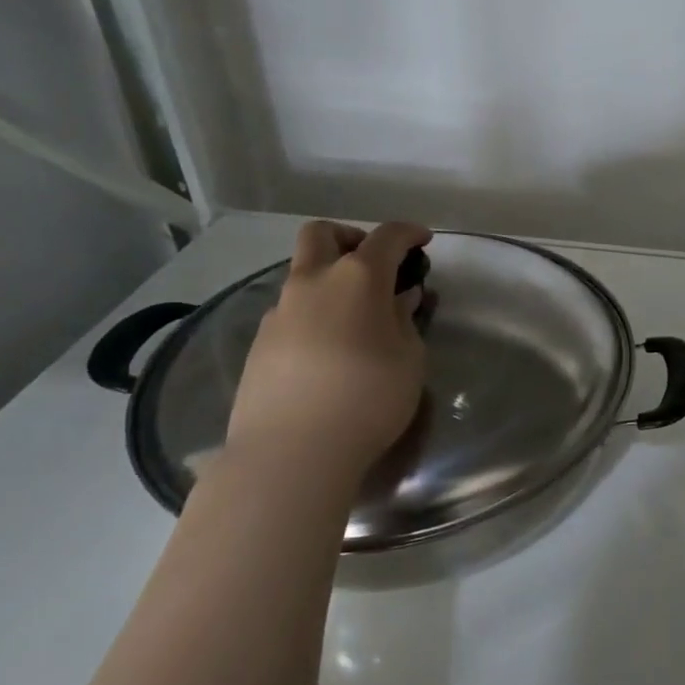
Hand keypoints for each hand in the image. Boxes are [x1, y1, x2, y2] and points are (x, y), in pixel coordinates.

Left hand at [224, 220, 431, 485]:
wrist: (292, 451)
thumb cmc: (369, 397)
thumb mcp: (409, 359)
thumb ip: (405, 321)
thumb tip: (400, 300)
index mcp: (357, 278)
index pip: (387, 237)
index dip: (409, 233)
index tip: (424, 241)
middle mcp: (313, 282)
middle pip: (322, 234)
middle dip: (351, 238)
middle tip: (374, 265)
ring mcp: (280, 312)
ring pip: (302, 274)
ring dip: (330, 281)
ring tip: (357, 319)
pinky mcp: (260, 343)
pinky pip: (292, 312)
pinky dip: (314, 315)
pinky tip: (330, 352)